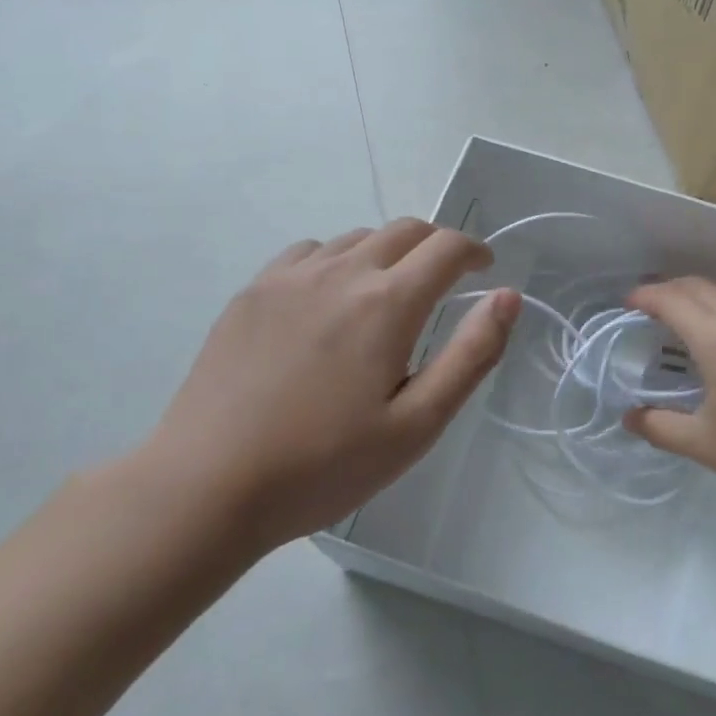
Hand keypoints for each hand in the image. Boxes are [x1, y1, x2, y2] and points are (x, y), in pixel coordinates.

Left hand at [140, 220, 519, 558]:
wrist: (207, 485)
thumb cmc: (324, 465)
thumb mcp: (417, 424)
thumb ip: (471, 354)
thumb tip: (508, 296)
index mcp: (387, 303)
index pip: (446, 247)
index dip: (474, 250)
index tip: (484, 269)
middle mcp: (342, 271)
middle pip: (404, 230)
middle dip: (436, 246)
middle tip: (445, 280)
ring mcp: (291, 276)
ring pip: (357, 238)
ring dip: (388, 252)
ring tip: (388, 294)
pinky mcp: (253, 291)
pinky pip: (310, 251)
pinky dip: (338, 259)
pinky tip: (329, 299)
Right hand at [623, 278, 715, 518]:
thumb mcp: (705, 445)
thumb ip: (660, 426)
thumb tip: (630, 417)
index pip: (674, 301)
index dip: (646, 297)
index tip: (629, 304)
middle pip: (702, 287)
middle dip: (671, 289)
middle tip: (652, 306)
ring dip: (705, 295)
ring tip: (690, 316)